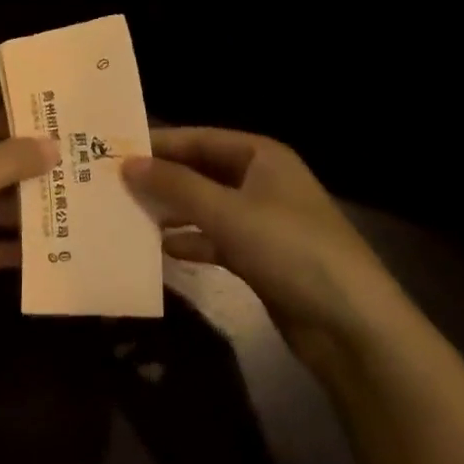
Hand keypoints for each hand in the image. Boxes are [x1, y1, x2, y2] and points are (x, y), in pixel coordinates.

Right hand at [123, 129, 404, 370]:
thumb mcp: (228, 213)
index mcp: (262, 155)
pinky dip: (193, 242)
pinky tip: (163, 251)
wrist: (349, 324)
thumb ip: (176, 186)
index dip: (160, 144)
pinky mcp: (261, 257)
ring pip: (207, 207)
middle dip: (163, 180)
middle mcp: (262, 181)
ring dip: (173, 212)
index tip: (115, 151)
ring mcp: (263, 220)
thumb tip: (127, 163)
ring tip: (128, 216)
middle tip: (114, 186)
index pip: (201, 139)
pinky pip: (217, 240)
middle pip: (202, 172)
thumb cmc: (289, 249)